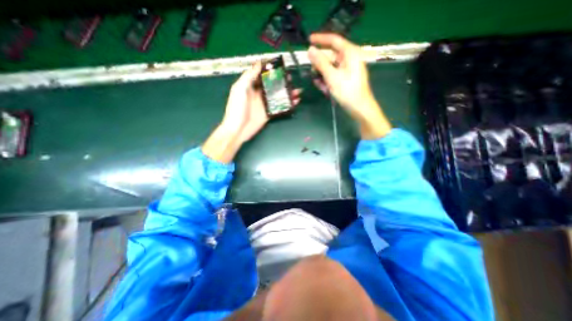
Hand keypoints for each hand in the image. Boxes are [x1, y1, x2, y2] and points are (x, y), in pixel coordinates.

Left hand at [203, 60, 303, 163]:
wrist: (238, 129)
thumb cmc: (236, 108)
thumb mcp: (239, 89)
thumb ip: (248, 76)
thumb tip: (258, 63)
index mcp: (250, 87)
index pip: (262, 76)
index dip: (271, 71)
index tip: (280, 66)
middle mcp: (259, 94)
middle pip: (272, 86)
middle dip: (282, 82)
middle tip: (291, 79)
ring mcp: (264, 105)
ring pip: (278, 96)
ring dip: (287, 93)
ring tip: (296, 90)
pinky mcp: (269, 114)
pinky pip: (280, 108)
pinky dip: (288, 104)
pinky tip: (295, 101)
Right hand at [306, 32, 390, 138]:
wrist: (360, 109)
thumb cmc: (348, 91)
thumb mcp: (332, 76)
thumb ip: (320, 63)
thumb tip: (310, 50)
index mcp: (350, 54)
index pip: (334, 40)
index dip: (320, 39)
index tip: (308, 40)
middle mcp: (349, 59)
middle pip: (331, 56)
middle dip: (320, 65)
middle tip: (312, 72)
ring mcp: (348, 70)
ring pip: (331, 68)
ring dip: (323, 76)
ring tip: (319, 84)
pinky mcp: (346, 79)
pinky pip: (334, 76)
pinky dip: (328, 81)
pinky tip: (324, 89)